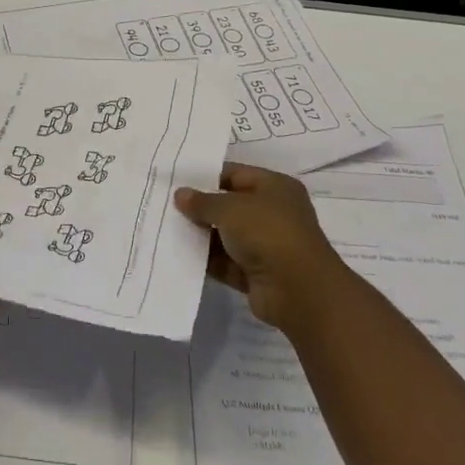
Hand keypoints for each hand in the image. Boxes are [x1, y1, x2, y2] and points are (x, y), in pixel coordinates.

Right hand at [175, 164, 354, 331]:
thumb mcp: (230, 209)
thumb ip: (203, 202)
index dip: (206, 176)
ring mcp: (265, 245)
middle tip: (165, 204)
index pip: (235, 174)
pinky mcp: (256, 273)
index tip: (176, 180)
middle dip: (200, 207)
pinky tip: (178, 254)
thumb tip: (180, 195)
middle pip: (229, 205)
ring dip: (200, 235)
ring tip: (165, 228)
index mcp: (275, 187)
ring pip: (225, 235)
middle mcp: (272, 213)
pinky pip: (225, 262)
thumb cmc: (268, 233)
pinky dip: (206, 260)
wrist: (299, 291)